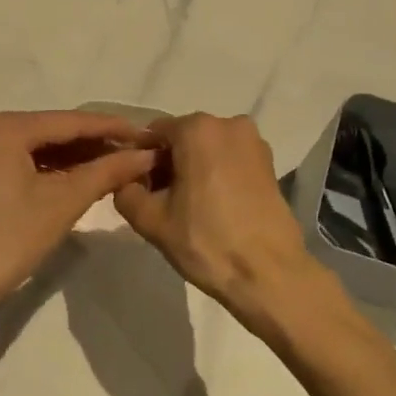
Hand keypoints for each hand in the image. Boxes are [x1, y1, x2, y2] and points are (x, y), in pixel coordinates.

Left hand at [0, 110, 157, 321]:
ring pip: (42, 149)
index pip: (71, 121)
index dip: (112, 128)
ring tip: (119, 166)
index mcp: (6, 128)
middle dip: (97, 144)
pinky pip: (27, 164)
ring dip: (79, 159)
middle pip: (56, 132)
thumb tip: (146, 154)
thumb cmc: (8, 240)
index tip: (147, 134)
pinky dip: (56, 172)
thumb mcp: (64, 202)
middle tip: (137, 153)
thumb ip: (107, 171)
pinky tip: (85, 179)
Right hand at [113, 113, 343, 331]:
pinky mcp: (269, 162)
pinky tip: (213, 206)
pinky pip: (231, 159)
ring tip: (187, 208)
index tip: (138, 188)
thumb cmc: (207, 241)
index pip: (155, 133)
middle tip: (160, 202)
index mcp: (198, 129)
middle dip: (168, 163)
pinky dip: (216, 173)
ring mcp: (253, 142)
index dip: (141, 159)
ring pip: (209, 148)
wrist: (268, 272)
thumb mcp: (152, 221)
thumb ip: (126, 193)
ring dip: (193, 169)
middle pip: (184, 138)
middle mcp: (228, 123)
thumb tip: (126, 182)